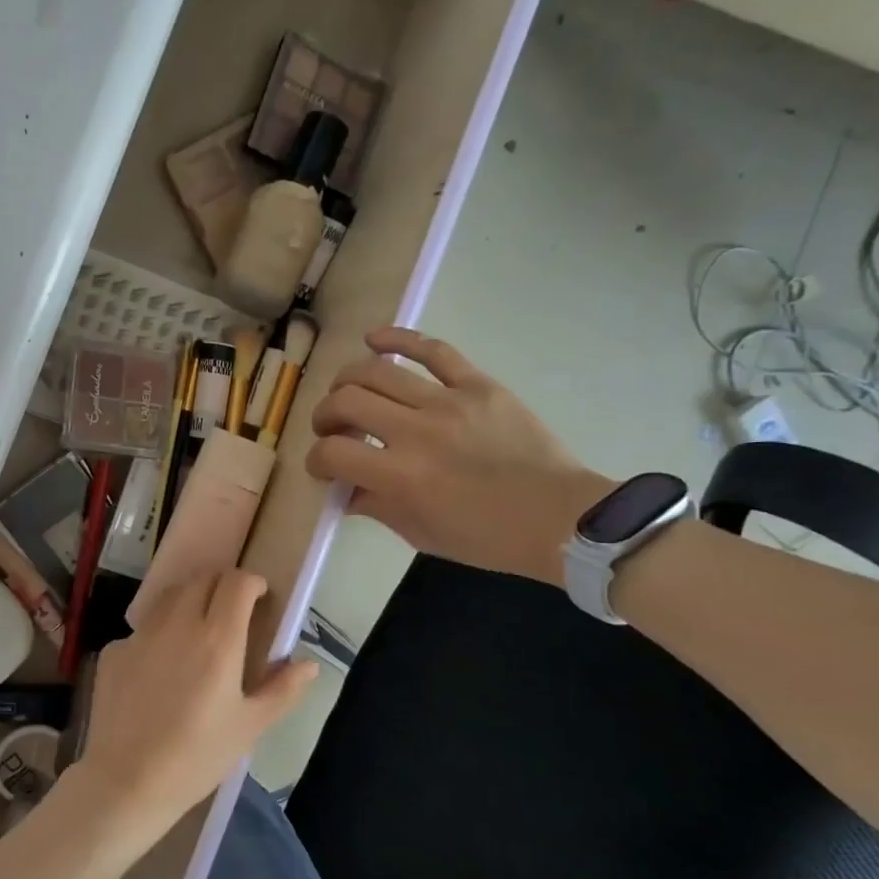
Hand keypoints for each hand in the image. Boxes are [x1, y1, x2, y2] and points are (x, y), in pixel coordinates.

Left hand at [66, 571, 316, 845]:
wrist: (127, 781)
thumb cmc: (198, 756)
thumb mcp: (250, 726)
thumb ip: (283, 689)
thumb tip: (308, 664)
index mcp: (218, 638)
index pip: (237, 582)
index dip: (252, 583)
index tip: (259, 598)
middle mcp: (177, 624)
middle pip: (202, 579)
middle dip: (221, 585)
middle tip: (231, 611)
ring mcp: (140, 634)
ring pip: (169, 597)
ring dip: (189, 600)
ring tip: (197, 631)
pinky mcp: (113, 650)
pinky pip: (143, 629)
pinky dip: (158, 635)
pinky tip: (159, 669)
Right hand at [305, 326, 611, 584]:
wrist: (561, 518)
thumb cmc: (488, 539)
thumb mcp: (421, 534)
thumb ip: (376, 507)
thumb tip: (346, 491)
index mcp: (401, 476)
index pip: (332, 453)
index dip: (316, 460)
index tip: (323, 468)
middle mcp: (417, 431)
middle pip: (346, 402)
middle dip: (325, 416)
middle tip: (331, 430)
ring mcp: (449, 401)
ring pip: (378, 371)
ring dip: (348, 381)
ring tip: (346, 394)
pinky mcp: (478, 384)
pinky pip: (434, 349)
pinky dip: (398, 339)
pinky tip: (374, 339)